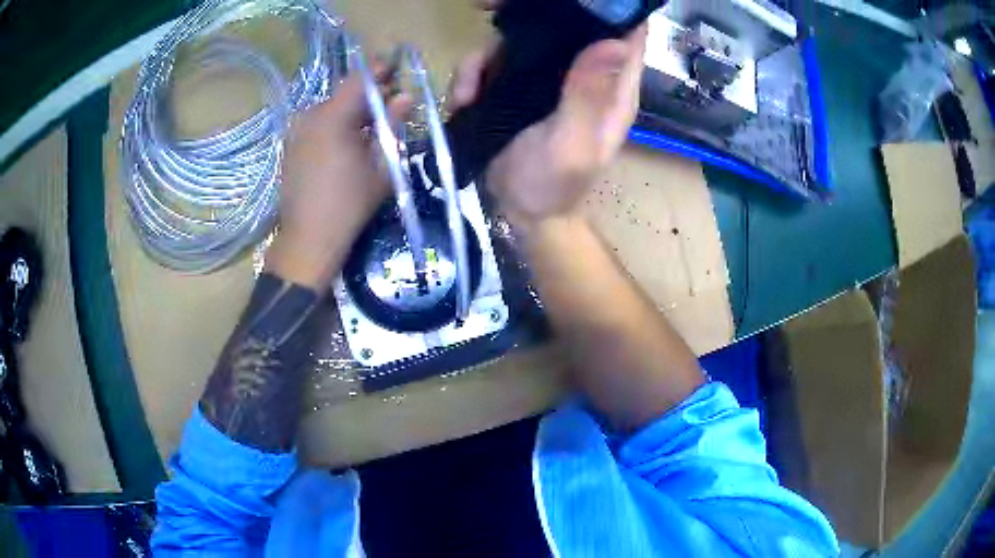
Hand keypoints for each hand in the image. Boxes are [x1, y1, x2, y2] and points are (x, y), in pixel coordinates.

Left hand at [266, 69, 410, 288]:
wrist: (308, 239)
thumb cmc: (349, 205)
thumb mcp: (380, 165)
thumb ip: (392, 126)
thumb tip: (406, 97)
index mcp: (332, 117)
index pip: (360, 80)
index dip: (381, 71)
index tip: (398, 69)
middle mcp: (310, 116)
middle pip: (344, 93)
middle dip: (369, 95)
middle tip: (393, 103)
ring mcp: (296, 131)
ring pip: (331, 109)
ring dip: (353, 112)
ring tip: (373, 126)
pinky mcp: (291, 146)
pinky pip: (318, 124)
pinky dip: (337, 125)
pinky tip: (350, 141)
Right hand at [480, 26, 646, 232]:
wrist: (520, 212)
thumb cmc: (554, 185)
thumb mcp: (572, 142)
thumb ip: (588, 94)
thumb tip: (614, 40)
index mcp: (612, 87)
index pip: (625, 32)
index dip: (608, 7)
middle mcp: (583, 74)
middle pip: (567, 25)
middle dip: (532, 14)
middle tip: (492, 9)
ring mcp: (547, 79)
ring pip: (522, 40)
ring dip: (489, 54)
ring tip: (470, 88)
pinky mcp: (515, 87)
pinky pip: (492, 63)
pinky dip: (473, 74)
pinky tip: (463, 99)